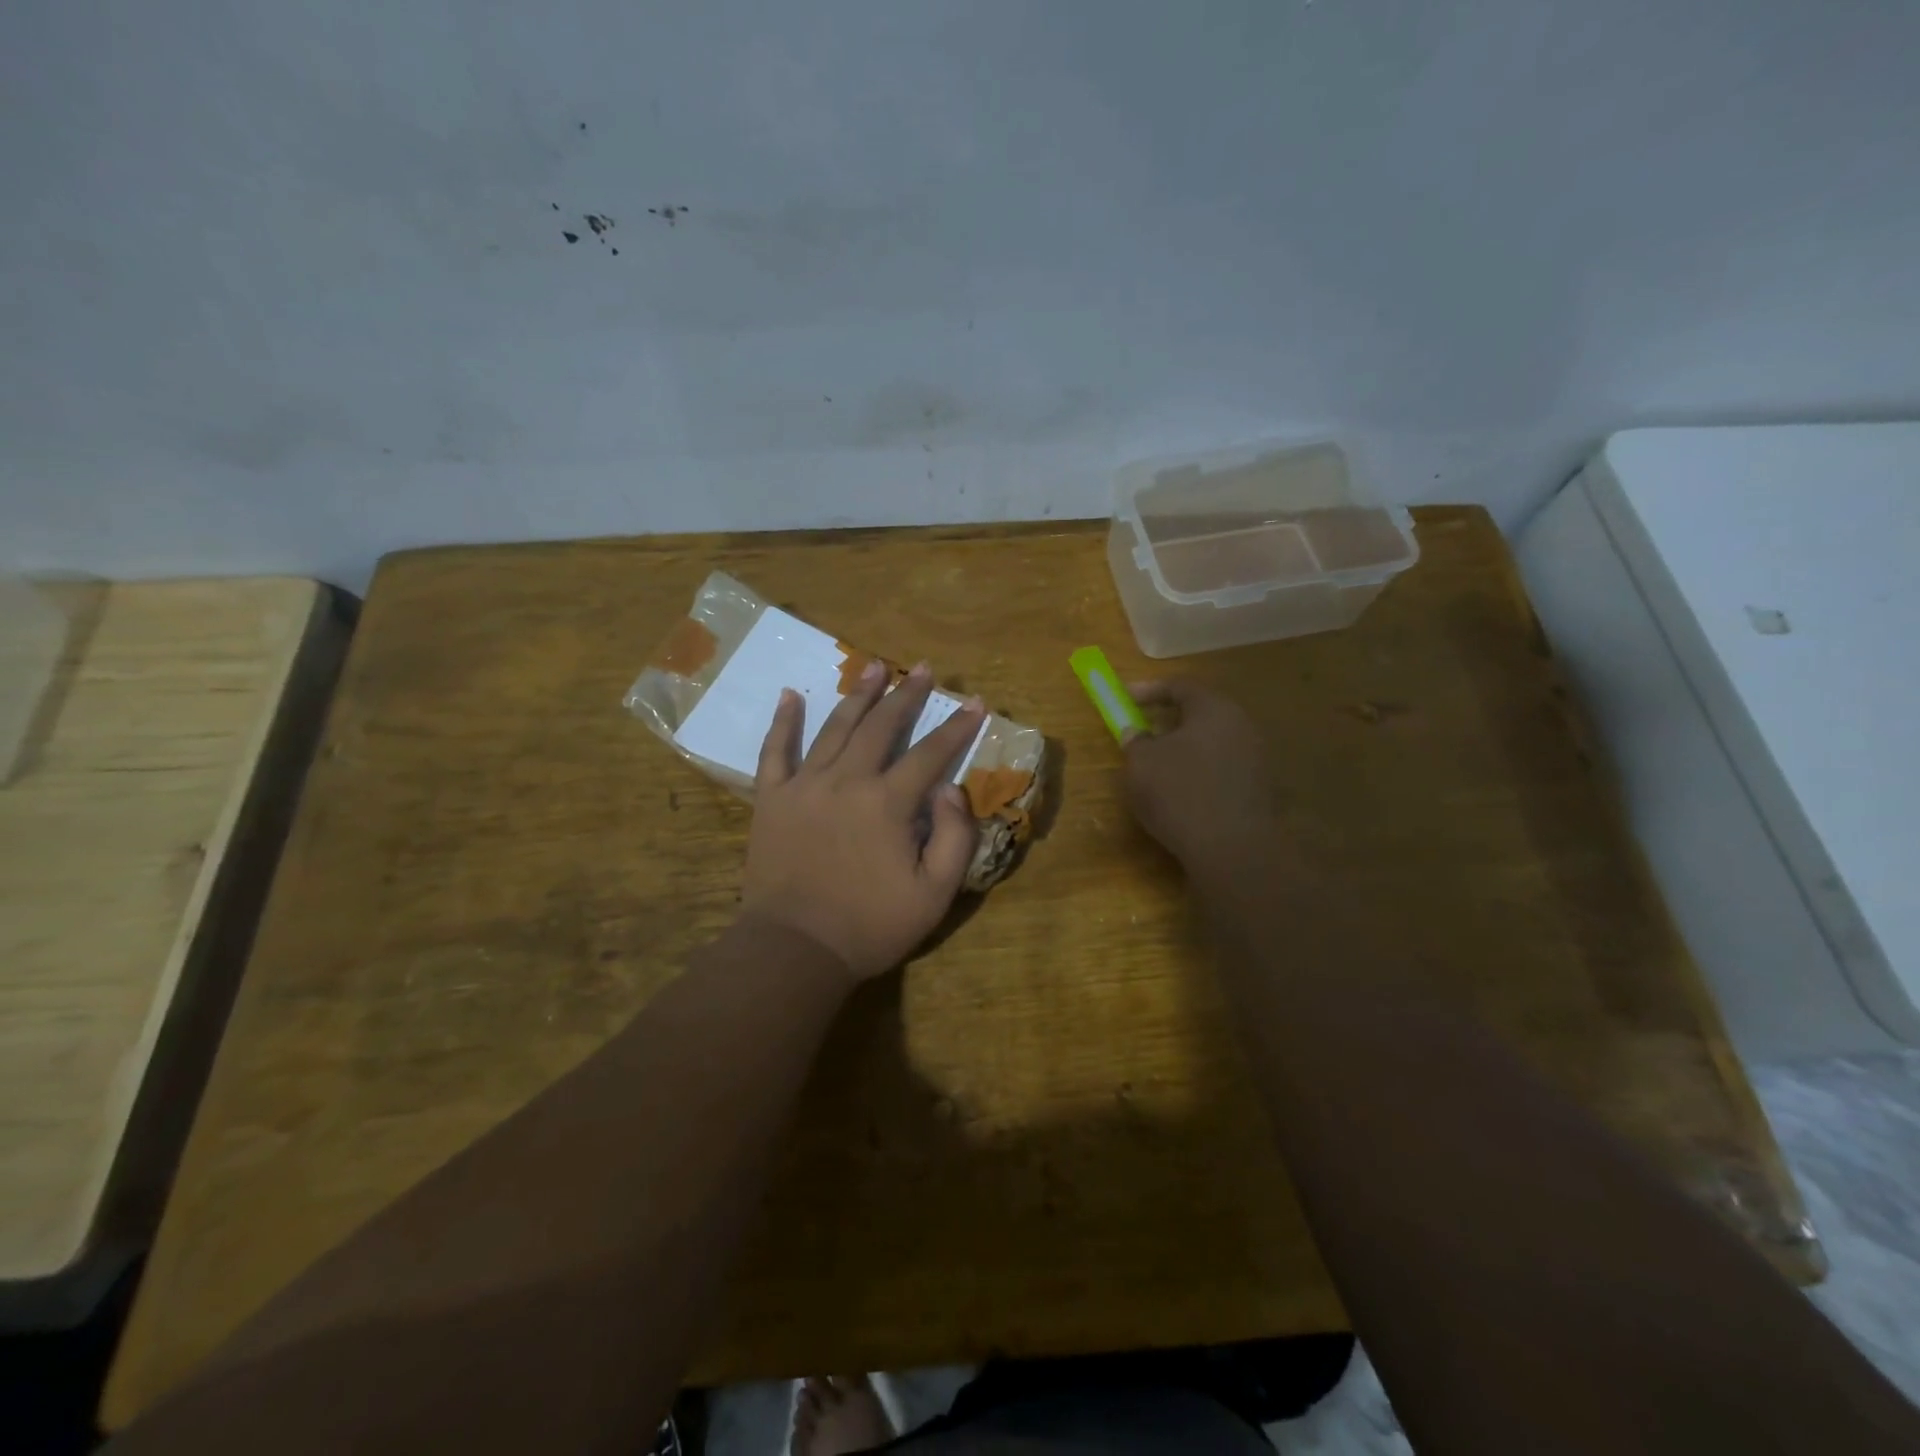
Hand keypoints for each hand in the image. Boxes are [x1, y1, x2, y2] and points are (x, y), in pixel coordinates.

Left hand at [741, 659, 983, 979]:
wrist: (795, 949)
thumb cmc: (871, 926)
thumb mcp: (934, 894)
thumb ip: (954, 837)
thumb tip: (951, 787)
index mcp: (888, 803)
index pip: (930, 753)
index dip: (956, 727)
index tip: (975, 702)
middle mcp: (847, 781)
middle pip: (881, 727)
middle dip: (906, 695)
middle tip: (922, 668)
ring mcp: (804, 786)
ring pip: (834, 728)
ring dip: (857, 695)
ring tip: (874, 667)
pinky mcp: (772, 800)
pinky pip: (775, 752)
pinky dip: (783, 722)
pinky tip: (790, 694)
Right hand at [1123, 679, 1281, 871]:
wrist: (1231, 849)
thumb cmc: (1180, 793)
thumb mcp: (1141, 764)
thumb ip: (1135, 741)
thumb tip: (1135, 732)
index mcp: (1214, 709)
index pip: (1181, 686)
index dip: (1149, 690)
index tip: (1125, 697)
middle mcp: (1241, 726)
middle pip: (1201, 713)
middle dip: (1170, 720)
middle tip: (1144, 730)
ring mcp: (1256, 759)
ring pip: (1213, 743)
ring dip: (1185, 749)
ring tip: (1159, 766)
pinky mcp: (1259, 790)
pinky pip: (1222, 769)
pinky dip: (1200, 773)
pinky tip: (1182, 792)